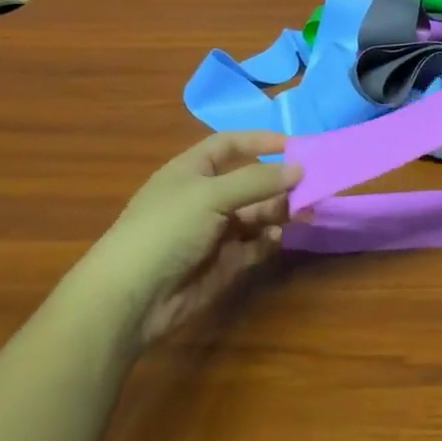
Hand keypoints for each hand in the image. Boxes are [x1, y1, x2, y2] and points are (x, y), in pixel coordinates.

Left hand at [89, 131, 300, 346]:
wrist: (130, 299)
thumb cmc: (165, 230)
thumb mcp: (210, 195)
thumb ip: (258, 181)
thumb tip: (300, 168)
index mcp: (192, 171)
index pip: (230, 145)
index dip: (260, 141)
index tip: (295, 145)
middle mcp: (204, 198)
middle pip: (251, 181)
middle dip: (279, 183)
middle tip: (311, 187)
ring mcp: (214, 232)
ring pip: (257, 214)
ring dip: (279, 211)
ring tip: (301, 213)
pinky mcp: (223, 263)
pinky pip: (254, 245)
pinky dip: (268, 240)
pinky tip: (276, 239)